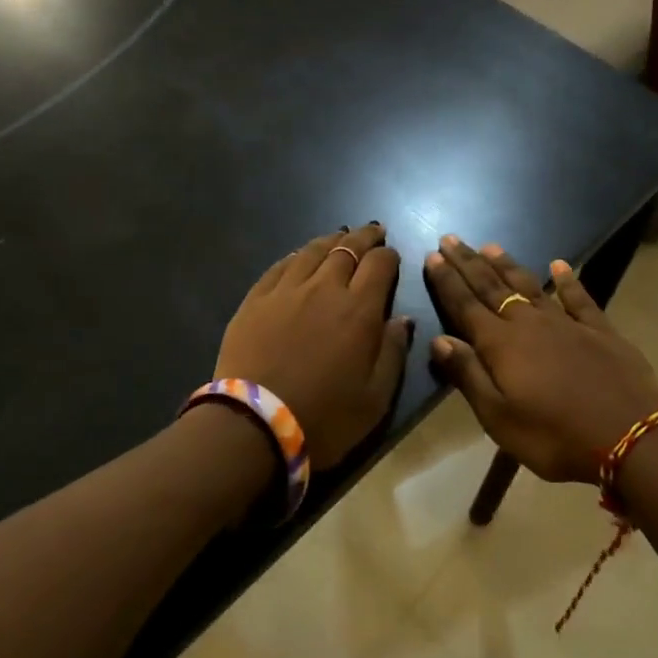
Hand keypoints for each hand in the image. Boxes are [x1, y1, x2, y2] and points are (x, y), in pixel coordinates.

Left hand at [214, 223, 412, 471]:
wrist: (255, 425)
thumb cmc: (325, 417)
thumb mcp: (376, 398)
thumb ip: (393, 352)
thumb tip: (402, 319)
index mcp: (359, 310)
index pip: (380, 265)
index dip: (389, 256)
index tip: (393, 256)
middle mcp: (325, 288)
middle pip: (348, 249)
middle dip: (365, 238)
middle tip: (373, 232)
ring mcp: (286, 290)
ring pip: (313, 251)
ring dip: (331, 240)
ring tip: (341, 236)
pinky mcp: (256, 299)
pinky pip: (280, 266)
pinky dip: (297, 255)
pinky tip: (300, 255)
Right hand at [425, 236, 657, 484]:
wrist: (631, 435)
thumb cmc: (555, 436)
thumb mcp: (499, 418)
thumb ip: (468, 375)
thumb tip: (439, 339)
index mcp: (500, 345)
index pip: (465, 305)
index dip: (447, 281)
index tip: (432, 256)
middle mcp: (529, 324)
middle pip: (492, 287)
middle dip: (468, 263)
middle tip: (450, 238)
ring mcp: (567, 323)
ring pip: (529, 285)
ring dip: (507, 265)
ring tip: (489, 246)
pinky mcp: (600, 330)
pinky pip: (579, 298)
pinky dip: (567, 281)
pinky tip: (559, 265)